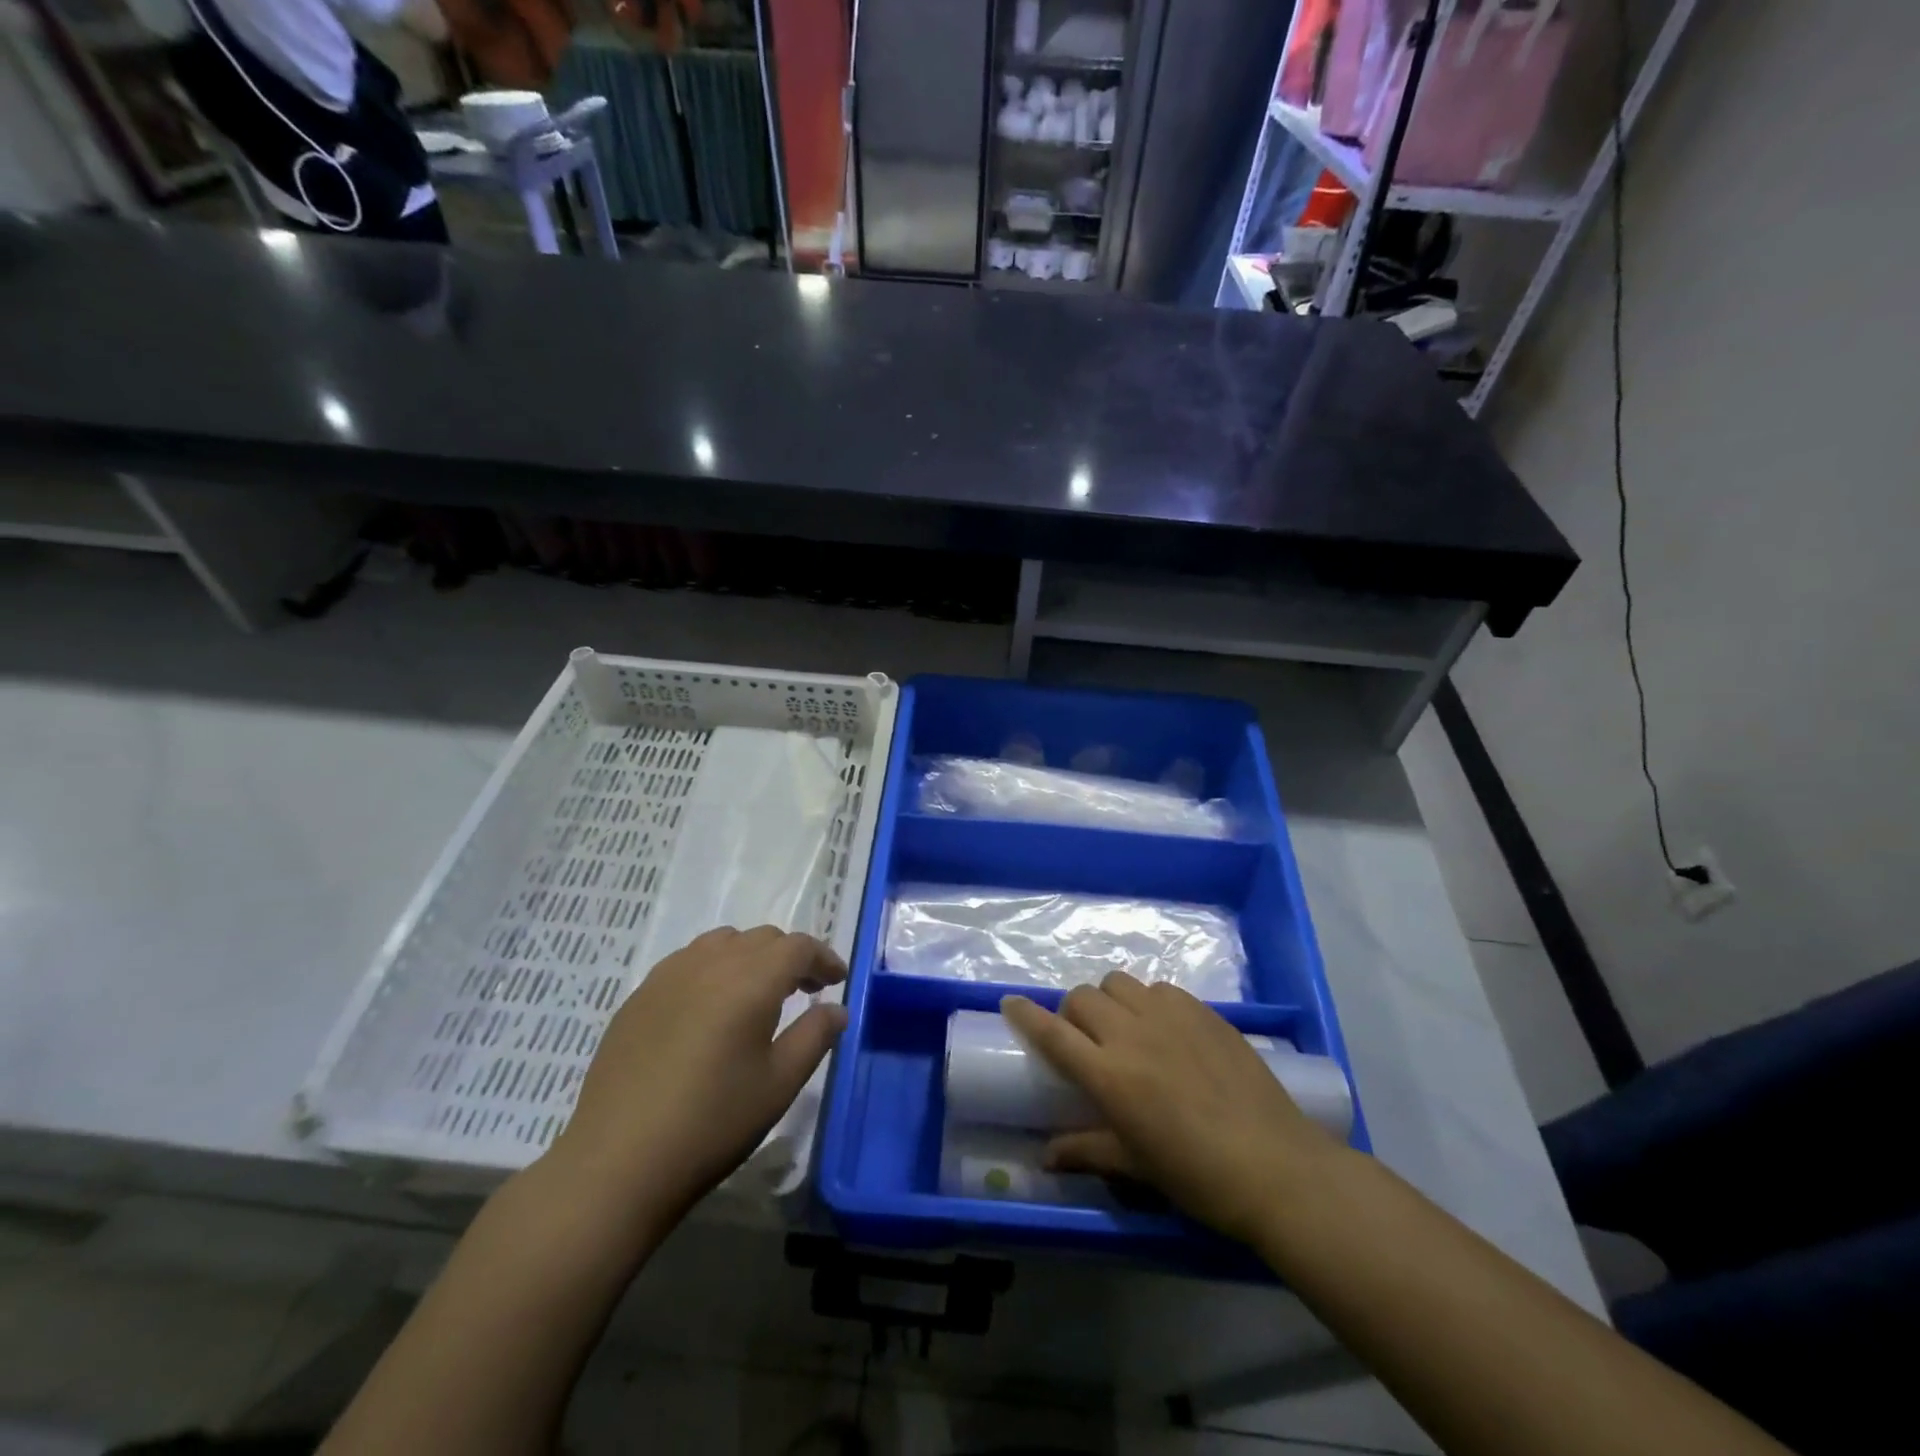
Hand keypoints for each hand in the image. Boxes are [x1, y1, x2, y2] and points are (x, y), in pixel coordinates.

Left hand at [546, 926, 847, 1227]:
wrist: (617, 1163)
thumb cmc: (712, 1123)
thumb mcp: (779, 1084)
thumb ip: (815, 1036)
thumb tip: (836, 1009)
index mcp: (750, 980)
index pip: (797, 947)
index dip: (823, 958)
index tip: (837, 981)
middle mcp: (710, 964)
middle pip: (762, 938)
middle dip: (790, 957)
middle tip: (806, 989)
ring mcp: (668, 976)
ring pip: (722, 943)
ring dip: (750, 957)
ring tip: (757, 993)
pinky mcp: (639, 997)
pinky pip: (688, 962)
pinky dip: (713, 968)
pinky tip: (710, 1008)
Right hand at [1002, 973, 1343, 1246]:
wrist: (1276, 1166)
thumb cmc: (1198, 1176)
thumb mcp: (1136, 1168)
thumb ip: (1087, 1150)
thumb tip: (1046, 1155)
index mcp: (1109, 1075)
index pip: (1052, 1033)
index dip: (1026, 1014)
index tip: (1010, 1003)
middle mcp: (1132, 1033)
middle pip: (1082, 997)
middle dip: (1073, 1012)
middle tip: (1085, 1039)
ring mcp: (1170, 1015)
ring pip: (1119, 982)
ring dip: (1110, 1000)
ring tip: (1125, 1028)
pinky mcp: (1203, 1010)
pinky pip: (1160, 988)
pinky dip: (1150, 1001)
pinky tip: (1166, 1029)